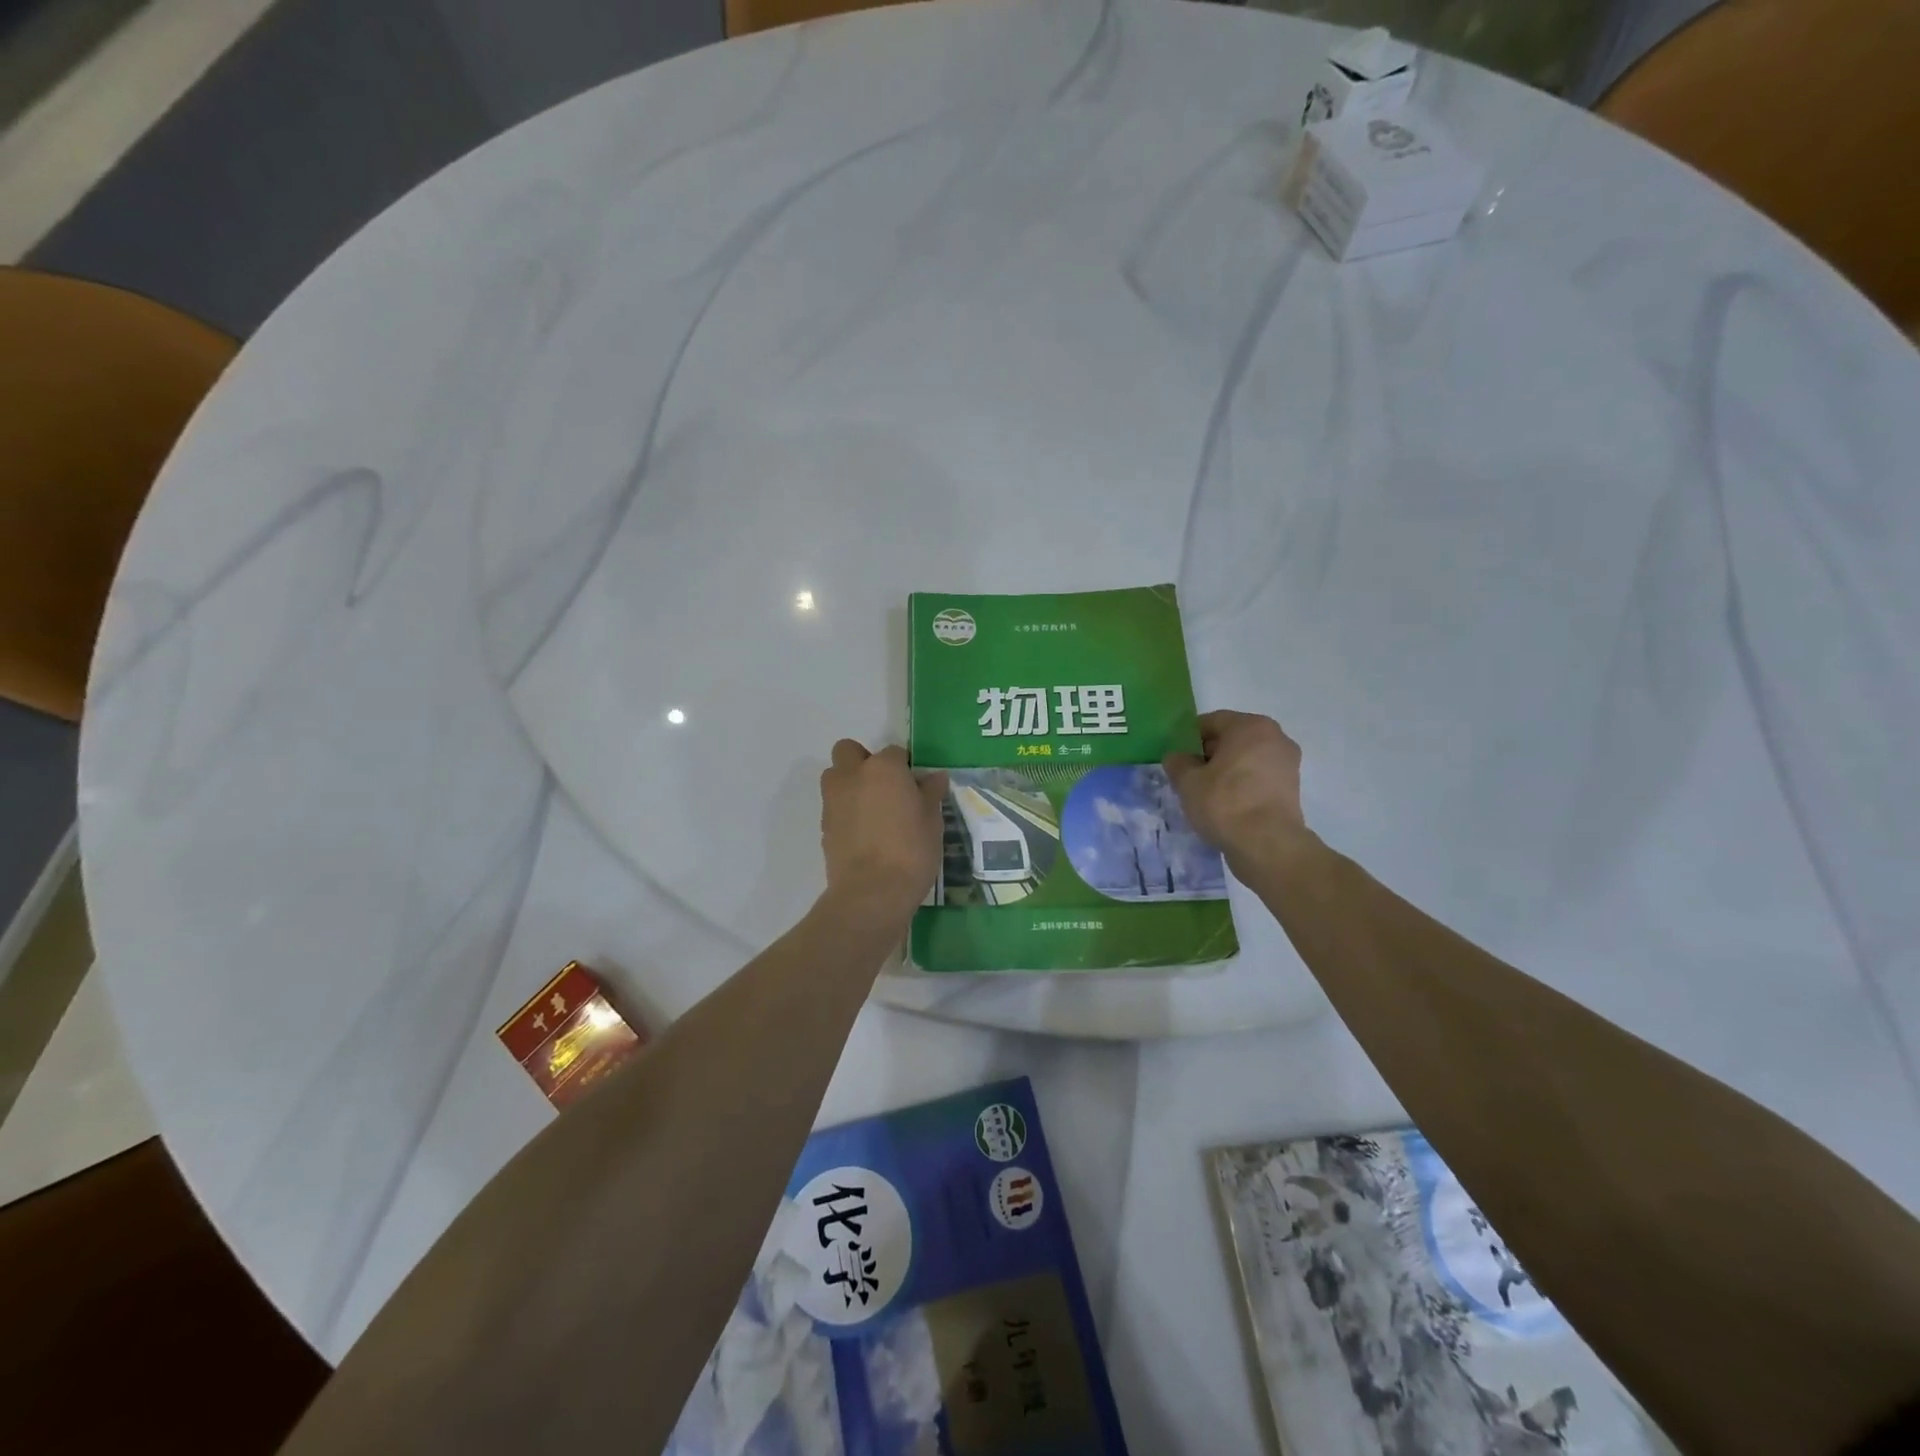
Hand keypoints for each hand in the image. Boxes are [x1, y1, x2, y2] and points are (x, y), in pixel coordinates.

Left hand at [819, 740, 947, 927]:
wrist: (872, 892)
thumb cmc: (911, 850)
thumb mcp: (932, 820)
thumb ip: (931, 792)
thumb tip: (935, 777)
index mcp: (883, 768)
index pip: (895, 753)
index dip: (906, 768)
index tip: (915, 787)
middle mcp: (852, 775)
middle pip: (849, 751)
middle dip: (863, 762)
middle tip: (885, 788)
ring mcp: (833, 800)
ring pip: (835, 776)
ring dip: (849, 783)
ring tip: (872, 810)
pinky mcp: (824, 825)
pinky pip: (834, 806)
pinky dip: (845, 811)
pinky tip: (865, 833)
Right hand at [1164, 710, 1310, 866]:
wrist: (1267, 844)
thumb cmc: (1225, 802)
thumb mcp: (1188, 781)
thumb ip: (1178, 763)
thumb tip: (1177, 757)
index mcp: (1251, 726)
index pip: (1212, 721)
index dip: (1189, 738)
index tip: (1176, 757)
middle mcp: (1275, 738)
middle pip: (1232, 739)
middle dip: (1209, 754)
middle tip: (1188, 775)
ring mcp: (1287, 764)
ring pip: (1246, 760)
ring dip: (1226, 771)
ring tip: (1205, 793)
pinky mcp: (1291, 789)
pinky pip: (1258, 778)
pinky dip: (1242, 785)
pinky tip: (1225, 805)